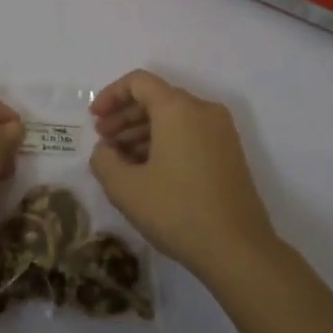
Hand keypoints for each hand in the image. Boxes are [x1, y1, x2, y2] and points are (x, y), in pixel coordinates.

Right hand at [89, 70, 278, 280]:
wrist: (239, 250)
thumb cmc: (178, 211)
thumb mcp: (126, 189)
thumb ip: (104, 160)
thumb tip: (106, 150)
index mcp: (178, 108)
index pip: (138, 82)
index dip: (111, 95)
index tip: (93, 119)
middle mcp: (202, 109)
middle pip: (157, 98)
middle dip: (125, 116)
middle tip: (103, 141)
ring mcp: (221, 131)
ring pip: (174, 117)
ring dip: (143, 131)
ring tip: (121, 160)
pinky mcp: (230, 152)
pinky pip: (190, 132)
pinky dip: (165, 142)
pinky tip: (148, 170)